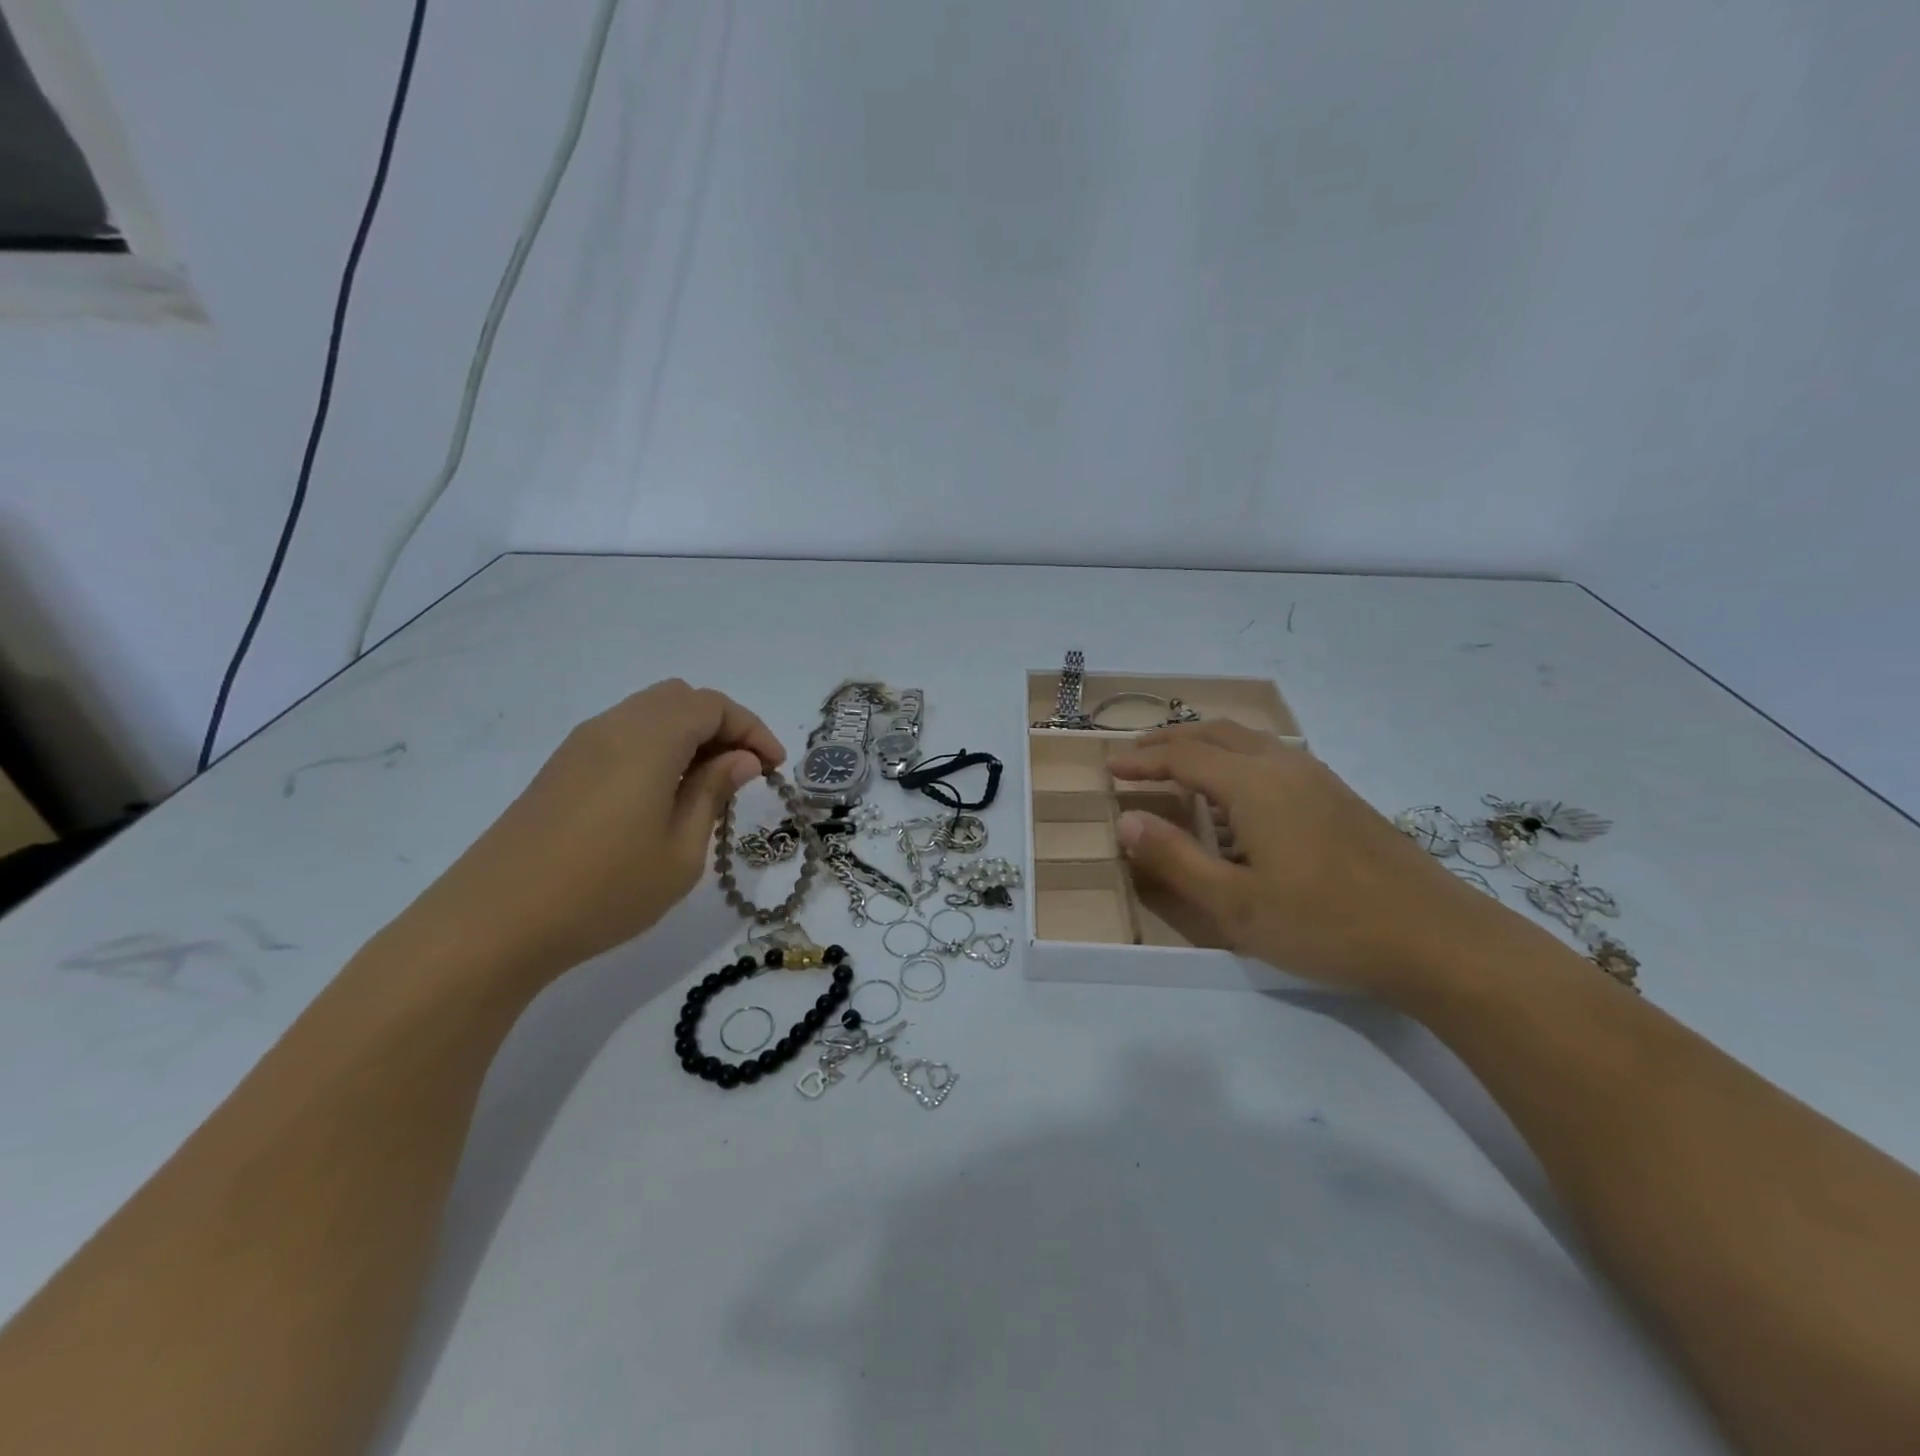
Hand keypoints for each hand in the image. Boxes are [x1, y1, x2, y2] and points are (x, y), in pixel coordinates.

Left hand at [405, 680, 784, 980]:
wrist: (493, 924)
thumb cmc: (604, 889)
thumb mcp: (680, 850)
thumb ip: (713, 793)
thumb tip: (741, 759)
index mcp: (648, 739)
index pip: (713, 705)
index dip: (752, 729)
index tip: (774, 768)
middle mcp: (613, 727)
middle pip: (679, 699)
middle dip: (721, 726)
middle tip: (742, 773)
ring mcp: (580, 746)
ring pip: (648, 714)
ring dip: (688, 737)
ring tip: (706, 788)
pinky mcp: (560, 770)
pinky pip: (622, 736)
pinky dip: (657, 749)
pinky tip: (661, 797)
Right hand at [1108, 721, 1506, 994]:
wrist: (1438, 938)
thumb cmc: (1326, 924)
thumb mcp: (1236, 904)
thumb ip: (1176, 859)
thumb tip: (1127, 821)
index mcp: (1254, 785)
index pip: (1183, 757)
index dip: (1142, 760)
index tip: (1109, 768)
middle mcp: (1284, 766)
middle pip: (1215, 734)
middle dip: (1169, 740)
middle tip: (1135, 756)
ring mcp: (1317, 778)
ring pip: (1247, 741)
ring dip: (1204, 745)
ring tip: (1177, 767)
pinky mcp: (1339, 796)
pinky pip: (1271, 757)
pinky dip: (1234, 759)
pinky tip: (1236, 795)